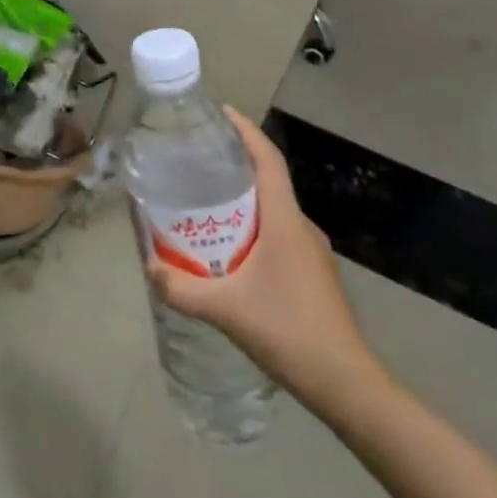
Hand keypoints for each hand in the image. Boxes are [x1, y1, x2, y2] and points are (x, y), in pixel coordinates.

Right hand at [145, 108, 389, 426]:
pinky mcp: (313, 272)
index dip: (246, 131)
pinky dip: (254, 226)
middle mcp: (301, 226)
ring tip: (206, 202)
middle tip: (197, 161)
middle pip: (268, 180)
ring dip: (244, 200)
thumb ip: (182, 289)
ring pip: (273, 210)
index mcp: (285, 220)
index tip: (222, 112)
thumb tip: (148, 268)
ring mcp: (312, 251)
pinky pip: (279, 232)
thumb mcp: (227, 310)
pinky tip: (231, 249)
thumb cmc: (289, 332)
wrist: (348, 385)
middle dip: (236, 164)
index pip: (268, 160)